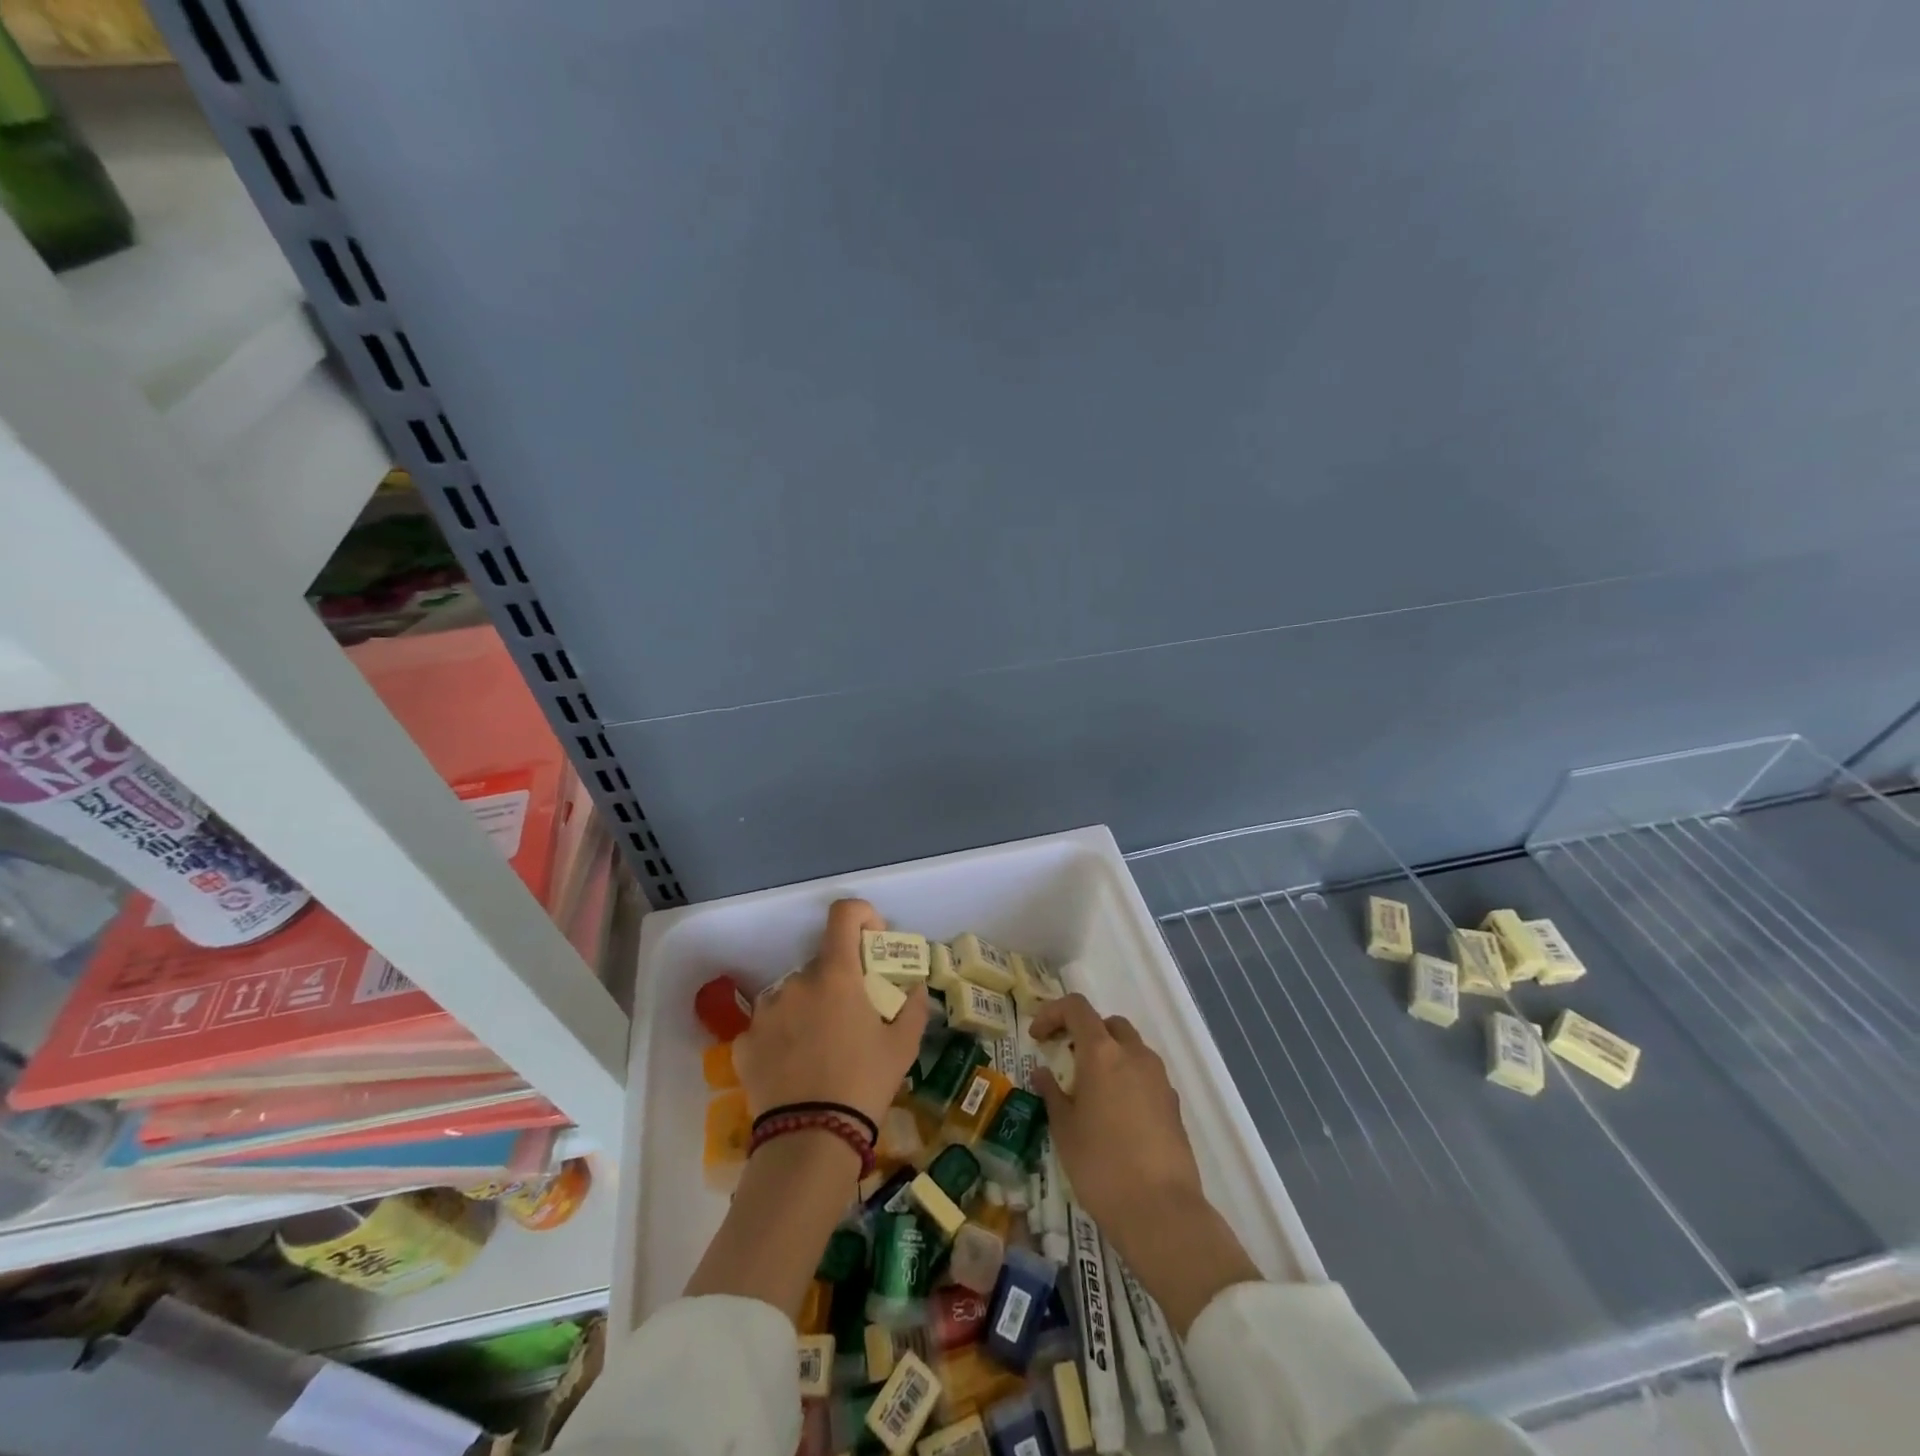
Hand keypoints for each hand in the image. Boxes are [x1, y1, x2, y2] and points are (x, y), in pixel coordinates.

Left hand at [733, 898, 929, 1127]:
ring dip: (809, 1007)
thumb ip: (913, 1008)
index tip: (872, 941)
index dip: (861, 916)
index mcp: (836, 975)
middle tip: (853, 1017)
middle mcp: (797, 982)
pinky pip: (770, 1026)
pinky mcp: (745, 1041)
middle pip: (821, 964)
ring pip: (794, 994)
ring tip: (821, 1048)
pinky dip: (783, 1036)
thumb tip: (915, 989)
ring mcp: (766, 1011)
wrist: (810, 1140)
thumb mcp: (902, 1047)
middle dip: (839, 981)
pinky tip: (795, 1068)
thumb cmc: (864, 1084)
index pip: (843, 914)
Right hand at [1031, 993, 1203, 1234]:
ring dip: (1108, 1054)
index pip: (1076, 1008)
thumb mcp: (1064, 1130)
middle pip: (1108, 1024)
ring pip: (1130, 1047)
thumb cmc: (1101, 1166)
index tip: (1038, 1038)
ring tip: (1090, 1089)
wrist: (1162, 1211)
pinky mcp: (1173, 1103)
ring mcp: (1158, 1078)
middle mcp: (1134, 1054)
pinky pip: (1145, 1074)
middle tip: (1065, 1058)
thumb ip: (1052, 1093)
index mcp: (1102, 1052)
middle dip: (1084, 1032)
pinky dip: (1127, 1077)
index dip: (1052, 1014)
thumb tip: (1042, 1073)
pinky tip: (1115, 1114)